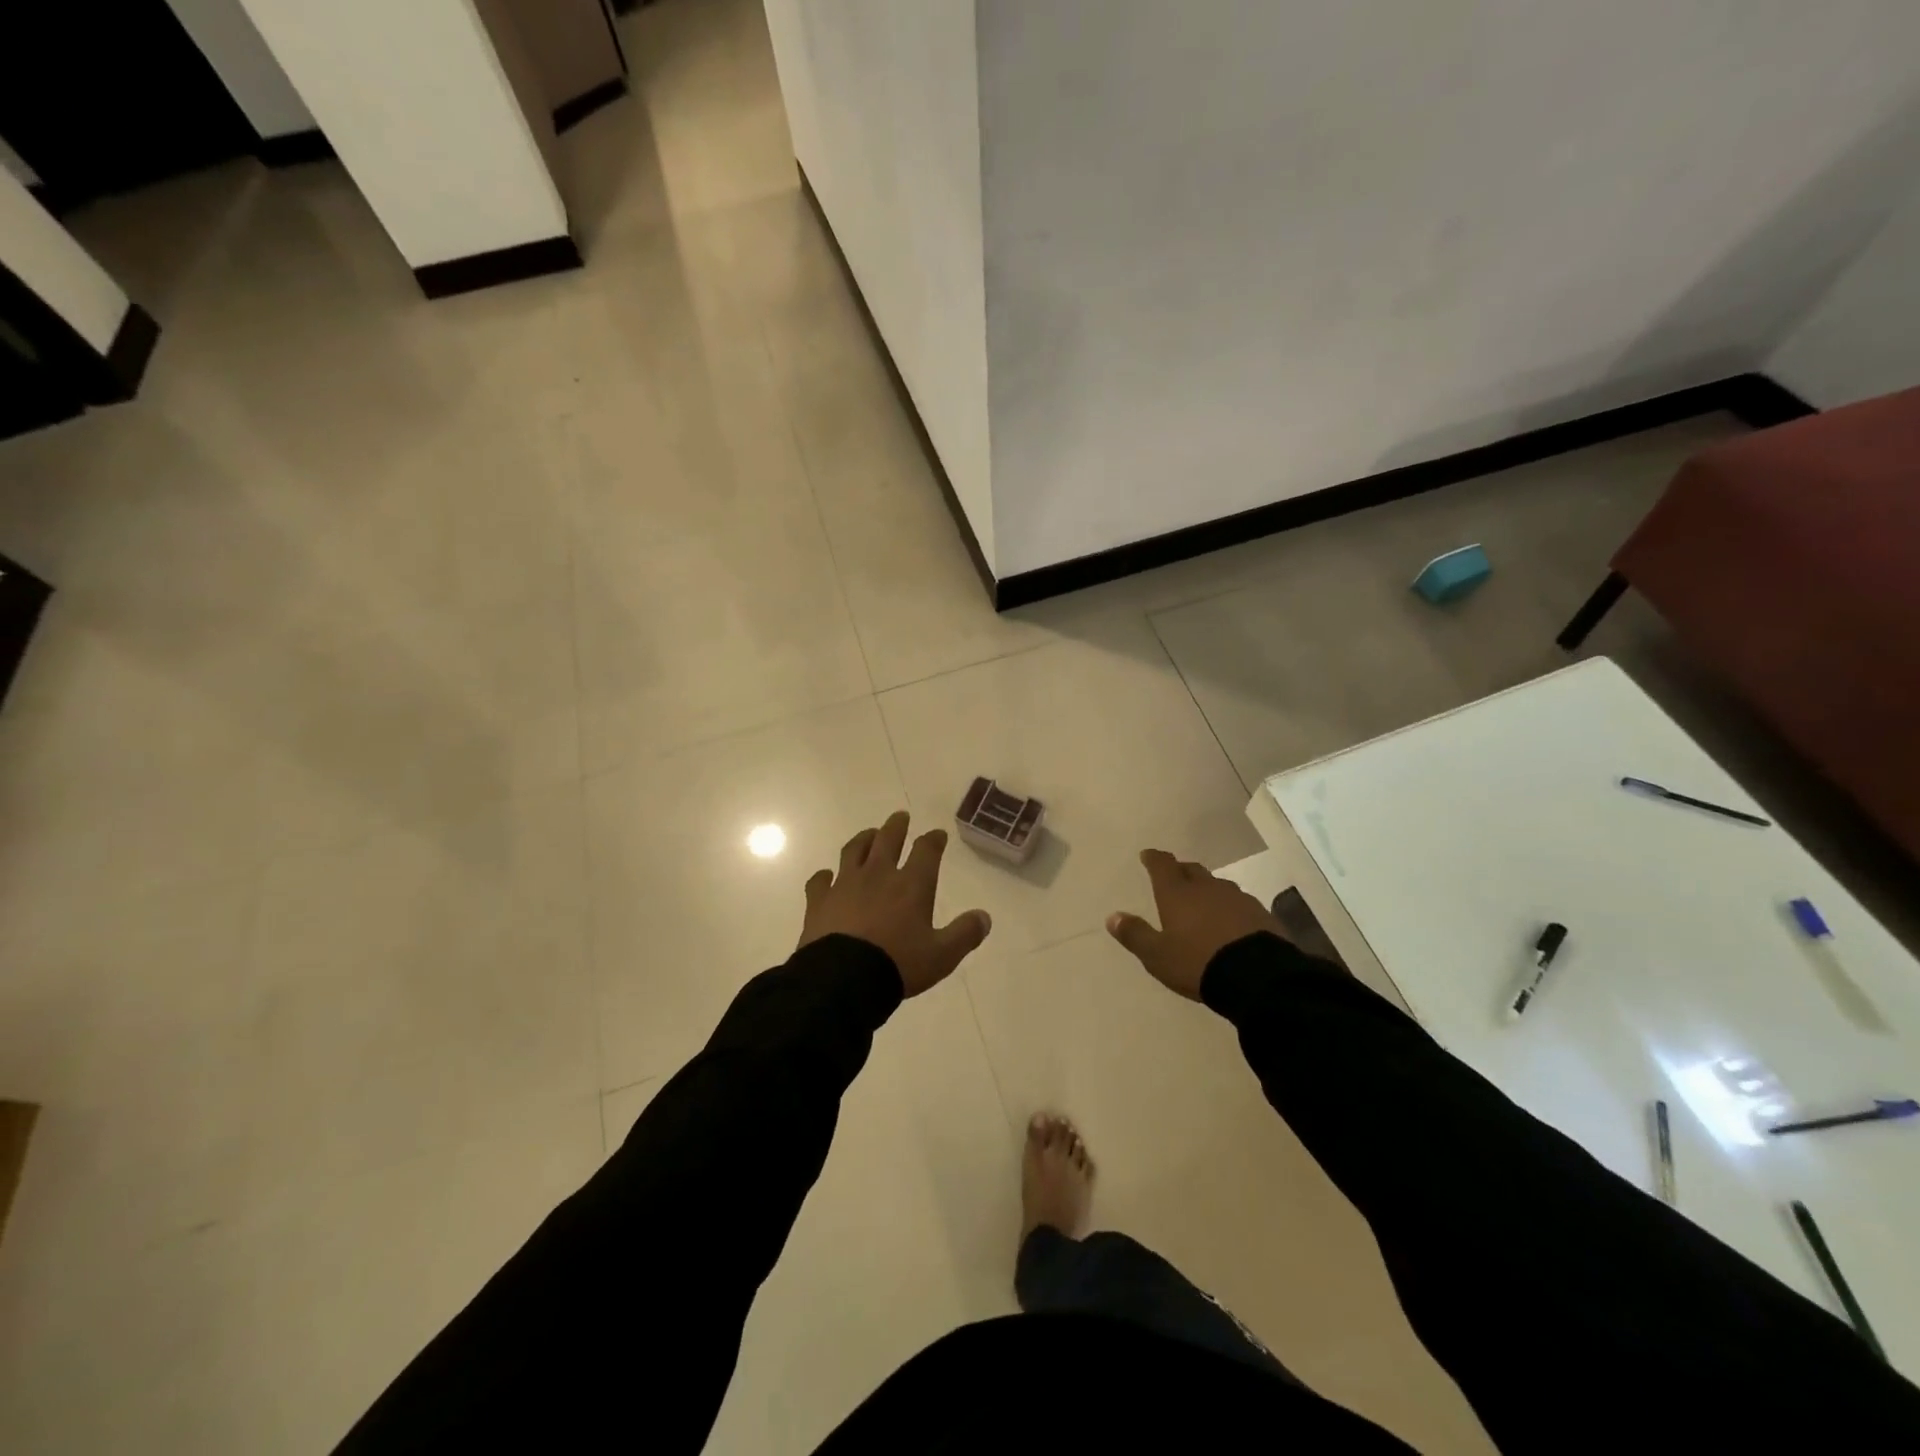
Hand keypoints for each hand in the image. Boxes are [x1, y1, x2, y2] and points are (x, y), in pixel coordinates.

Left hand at [799, 811, 992, 996]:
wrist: (843, 978)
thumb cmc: (897, 964)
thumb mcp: (942, 956)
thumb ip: (964, 934)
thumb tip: (984, 917)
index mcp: (911, 884)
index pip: (926, 851)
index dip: (933, 840)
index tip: (937, 834)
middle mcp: (878, 875)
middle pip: (887, 839)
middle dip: (896, 826)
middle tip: (900, 817)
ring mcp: (845, 884)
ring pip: (854, 850)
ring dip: (864, 839)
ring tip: (869, 835)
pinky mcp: (819, 900)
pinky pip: (820, 880)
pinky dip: (824, 876)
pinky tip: (826, 876)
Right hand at [1106, 849, 1284, 999]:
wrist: (1258, 977)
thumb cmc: (1198, 963)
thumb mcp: (1158, 955)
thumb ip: (1135, 934)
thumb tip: (1112, 916)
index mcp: (1178, 894)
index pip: (1163, 865)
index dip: (1154, 858)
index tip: (1148, 854)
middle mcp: (1207, 888)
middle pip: (1191, 870)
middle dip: (1180, 870)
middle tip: (1174, 876)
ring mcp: (1237, 899)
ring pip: (1217, 885)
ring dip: (1207, 889)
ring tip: (1202, 901)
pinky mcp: (1261, 914)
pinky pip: (1239, 903)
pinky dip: (1229, 907)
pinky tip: (1230, 921)